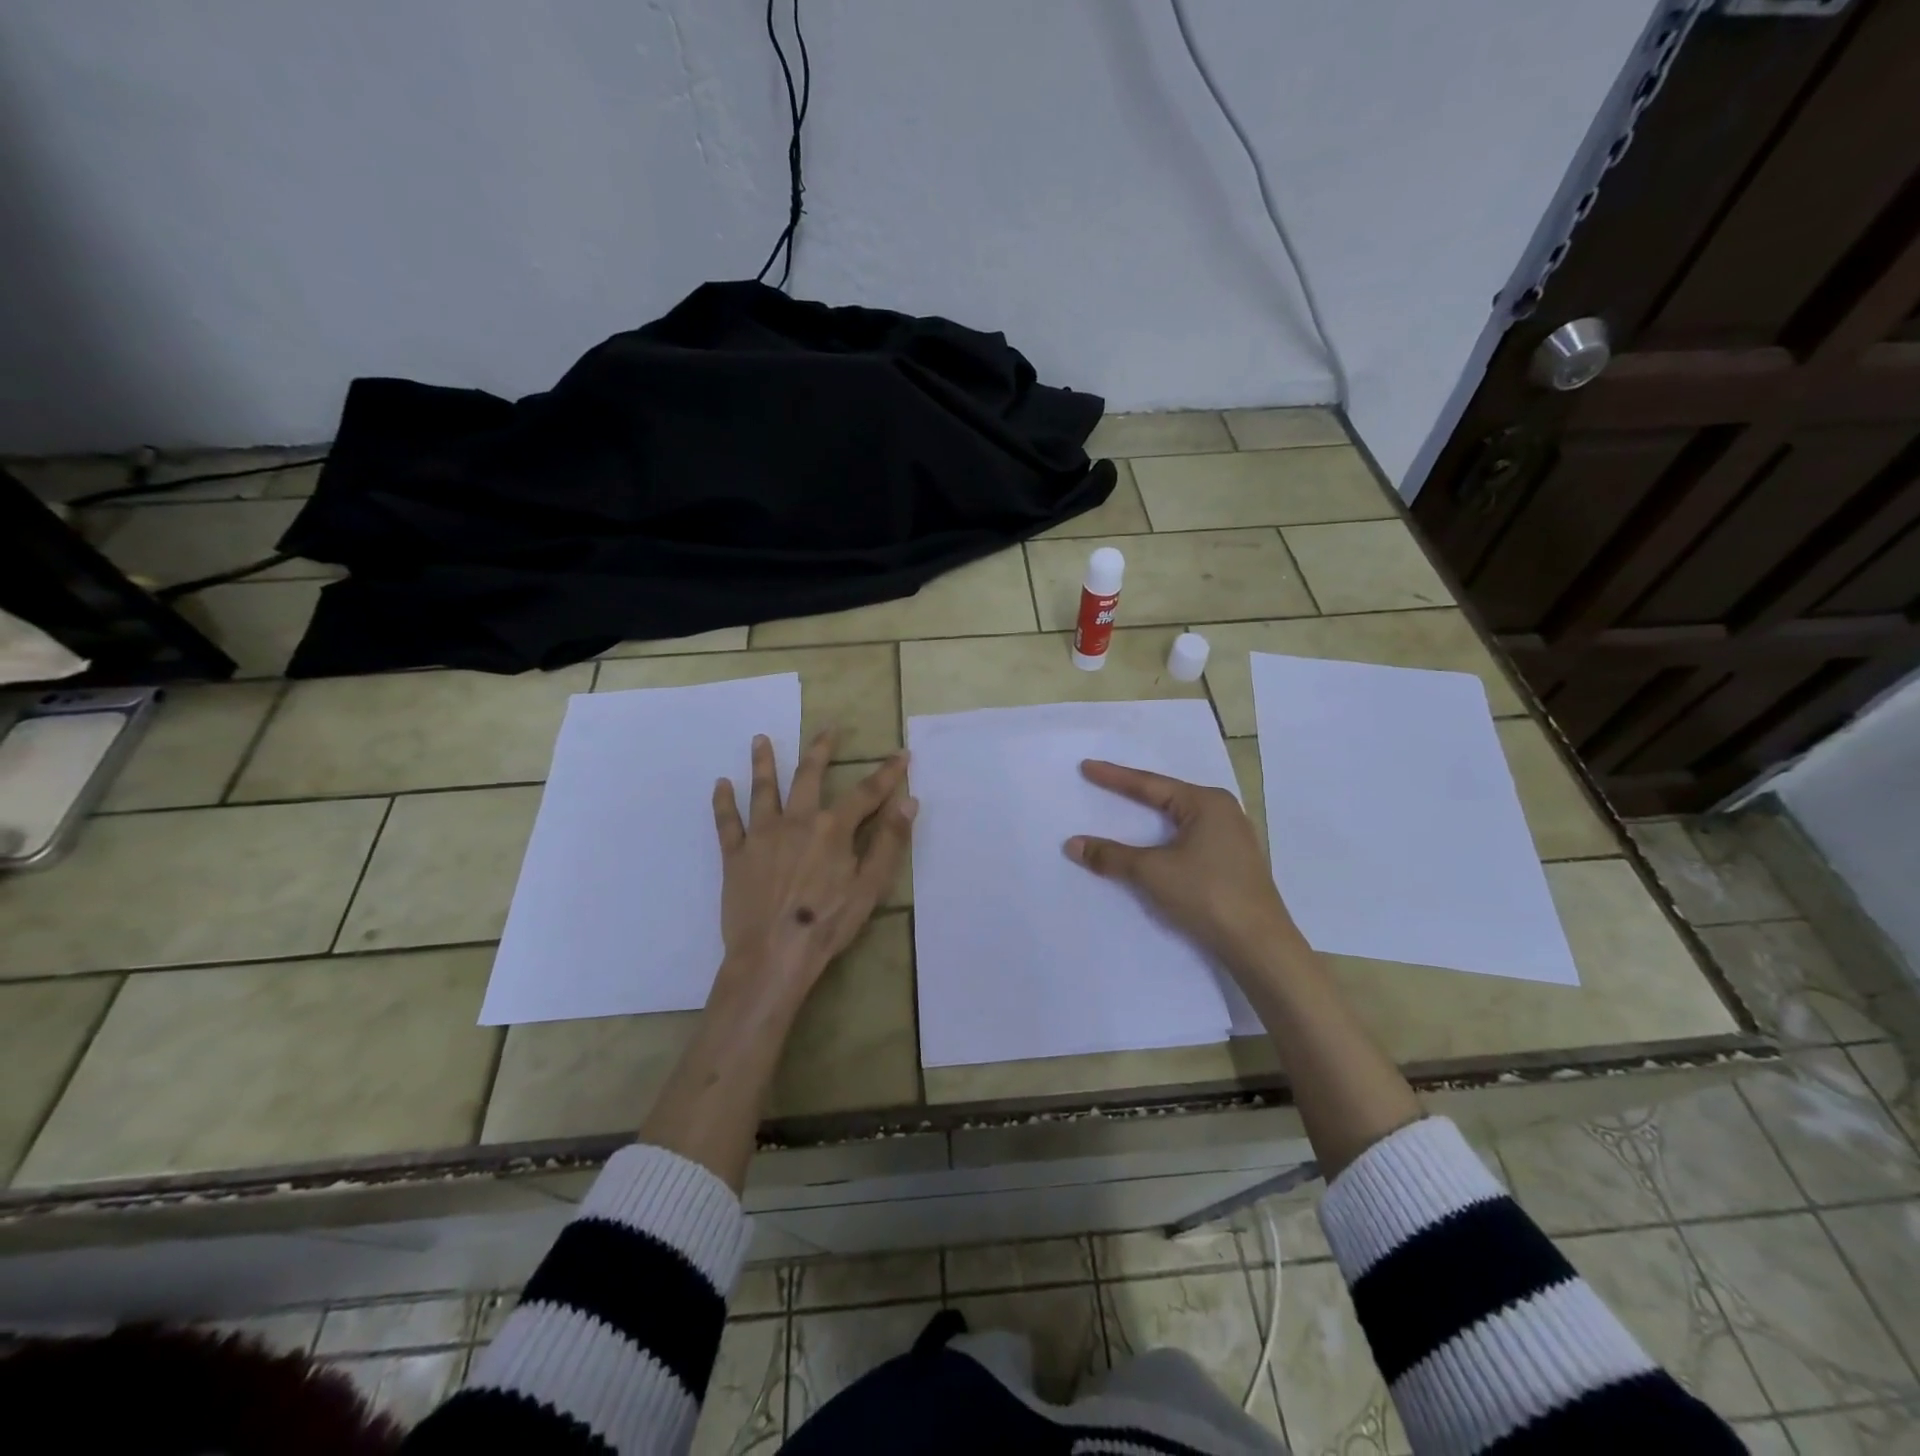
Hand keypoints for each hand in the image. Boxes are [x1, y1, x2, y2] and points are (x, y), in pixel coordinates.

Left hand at [712, 730, 914, 997]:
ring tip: (761, 739)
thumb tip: (909, 801)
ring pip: (764, 789)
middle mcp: (797, 821)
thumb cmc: (827, 924)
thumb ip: (890, 842)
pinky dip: (723, 802)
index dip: (887, 773)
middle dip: (821, 750)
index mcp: (832, 829)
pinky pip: (727, 822)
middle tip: (827, 729)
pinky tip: (721, 783)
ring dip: (763, 762)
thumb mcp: (870, 887)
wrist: (772, 955)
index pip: (866, 793)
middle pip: (809, 776)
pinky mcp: (735, 855)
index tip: (901, 754)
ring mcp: (762, 836)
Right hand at [1065, 759, 1298, 967]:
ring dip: (1150, 819)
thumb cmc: (1207, 894)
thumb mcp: (1152, 872)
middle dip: (1134, 794)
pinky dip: (1165, 839)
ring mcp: (1232, 838)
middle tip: (1102, 784)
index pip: (1150, 784)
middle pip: (1167, 797)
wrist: (1259, 945)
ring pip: (1179, 820)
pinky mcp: (1233, 863)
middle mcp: (1223, 812)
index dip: (1114, 777)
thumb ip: (1111, 856)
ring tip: (1123, 810)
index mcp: (1207, 803)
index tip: (1087, 767)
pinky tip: (1153, 844)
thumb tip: (1073, 845)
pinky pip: (1189, 839)